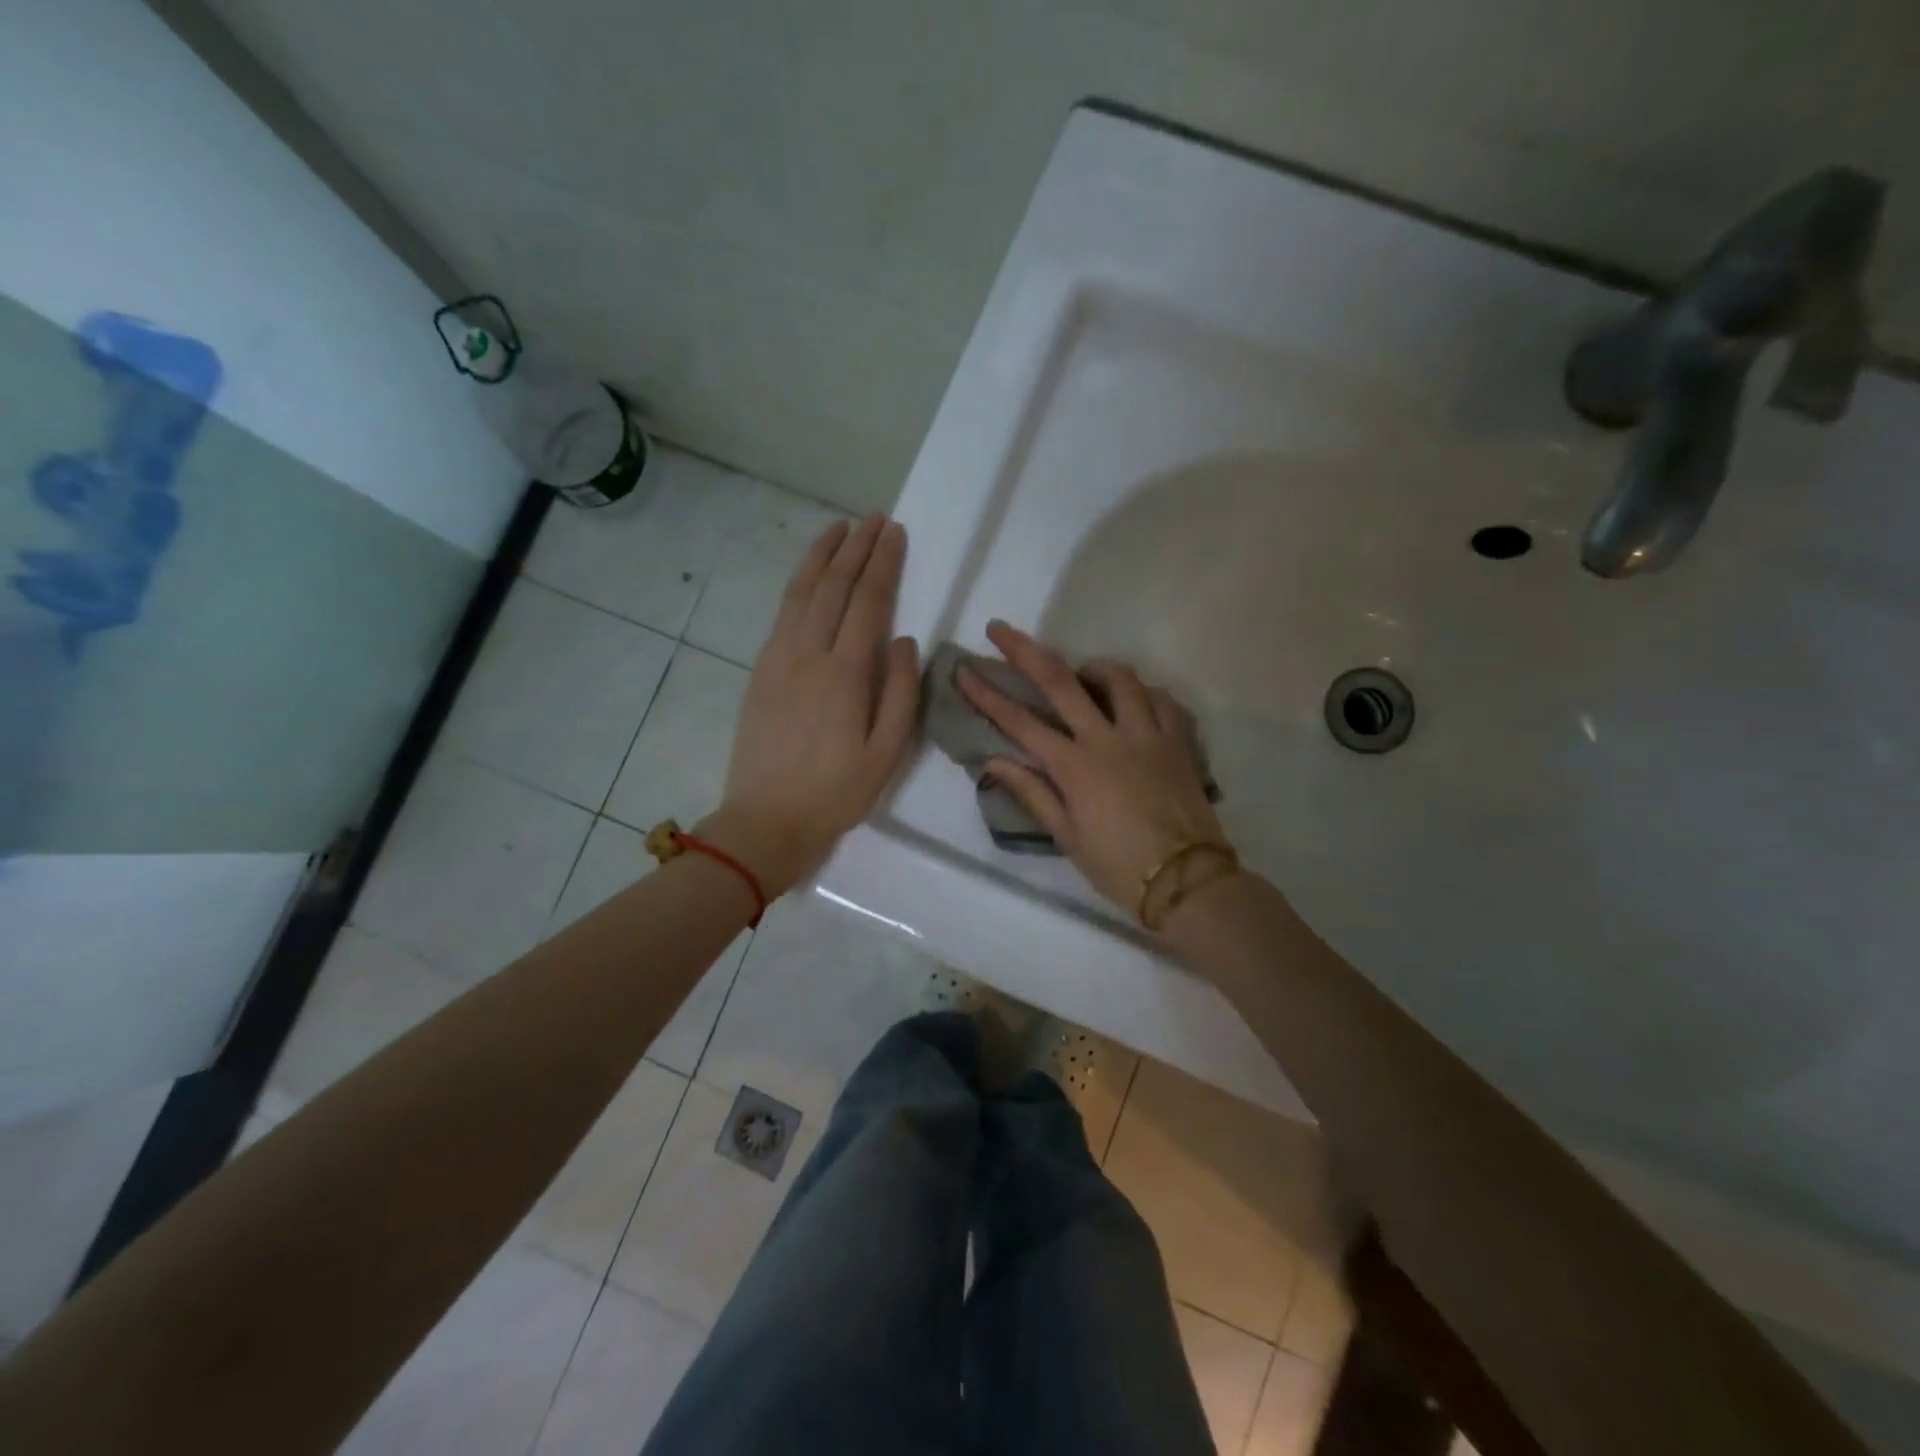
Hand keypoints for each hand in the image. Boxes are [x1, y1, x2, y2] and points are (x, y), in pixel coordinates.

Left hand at [707, 514, 919, 894]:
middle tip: (875, 518)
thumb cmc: (836, 793)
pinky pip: (783, 612)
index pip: (868, 602)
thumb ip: (902, 693)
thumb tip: (907, 641)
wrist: (766, 820)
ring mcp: (778, 658)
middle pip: (834, 587)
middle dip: (857, 548)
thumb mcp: (886, 753)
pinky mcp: (761, 670)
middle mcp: (808, 653)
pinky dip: (799, 583)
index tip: (896, 533)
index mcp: (845, 674)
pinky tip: (810, 574)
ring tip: (841, 528)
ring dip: (823, 555)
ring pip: (802, 591)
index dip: (883, 564)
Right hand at [958, 621, 1230, 922]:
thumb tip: (993, 761)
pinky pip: (1160, 699)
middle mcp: (1108, 738)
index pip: (1019, 722)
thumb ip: (1031, 792)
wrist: (1186, 880)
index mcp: (1075, 766)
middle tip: (1000, 629)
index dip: (987, 694)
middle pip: (1061, 681)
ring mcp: (1147, 734)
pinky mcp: (1178, 740)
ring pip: (1118, 678)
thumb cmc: (1118, 865)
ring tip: (1081, 673)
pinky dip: (1141, 692)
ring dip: (1092, 667)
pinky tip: (1132, 700)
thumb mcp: (1066, 835)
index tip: (964, 670)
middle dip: (1025, 651)